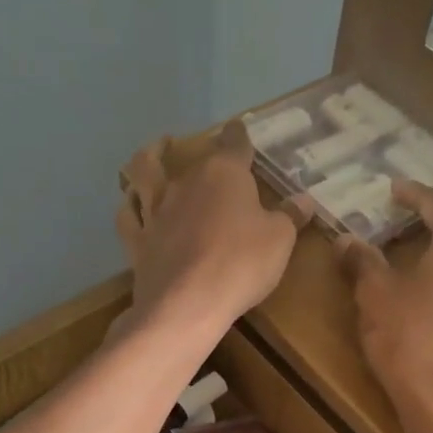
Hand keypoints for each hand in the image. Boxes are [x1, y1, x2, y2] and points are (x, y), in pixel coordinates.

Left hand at [117, 121, 309, 333]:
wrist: (187, 304)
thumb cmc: (241, 264)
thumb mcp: (280, 240)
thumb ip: (290, 217)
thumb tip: (304, 200)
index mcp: (223, 174)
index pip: (234, 144)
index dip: (239, 135)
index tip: (239, 129)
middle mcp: (185, 184)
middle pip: (193, 161)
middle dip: (201, 155)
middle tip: (207, 156)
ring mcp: (156, 212)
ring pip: (144, 176)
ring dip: (148, 160)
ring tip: (152, 155)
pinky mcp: (137, 242)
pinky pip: (128, 217)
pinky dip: (130, 207)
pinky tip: (132, 206)